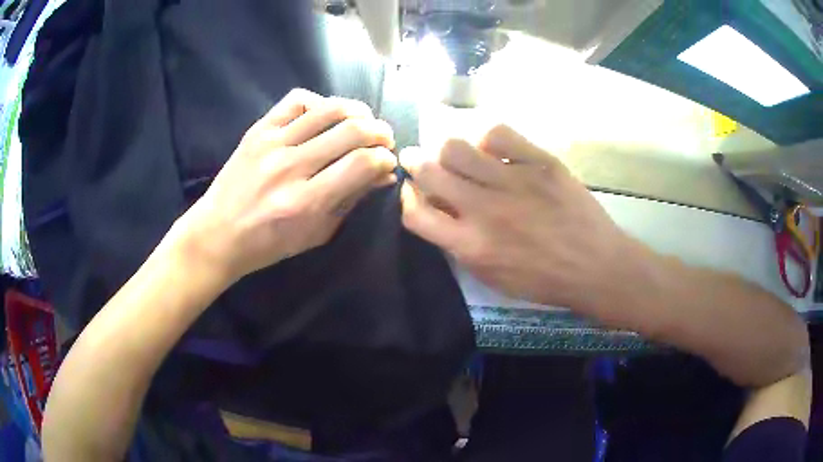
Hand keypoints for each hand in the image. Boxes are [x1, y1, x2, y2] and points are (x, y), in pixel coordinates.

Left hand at [178, 89, 396, 281]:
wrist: (217, 234)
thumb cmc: (268, 244)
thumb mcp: (316, 234)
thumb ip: (351, 200)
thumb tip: (384, 174)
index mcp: (305, 202)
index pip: (362, 163)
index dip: (385, 158)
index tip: (387, 162)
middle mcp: (290, 167)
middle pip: (351, 131)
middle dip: (380, 132)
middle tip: (384, 140)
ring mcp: (271, 143)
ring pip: (328, 109)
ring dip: (358, 111)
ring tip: (364, 121)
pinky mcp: (258, 130)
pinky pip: (296, 101)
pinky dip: (319, 103)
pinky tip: (325, 116)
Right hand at [399, 125, 634, 312]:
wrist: (596, 266)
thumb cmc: (544, 280)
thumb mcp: (494, 278)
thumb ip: (461, 247)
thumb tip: (441, 214)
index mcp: (471, 245)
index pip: (416, 214)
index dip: (406, 198)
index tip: (412, 190)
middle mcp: (484, 209)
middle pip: (430, 172)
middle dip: (415, 162)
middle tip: (417, 158)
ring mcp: (513, 181)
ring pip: (456, 147)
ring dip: (448, 149)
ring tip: (458, 154)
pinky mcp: (540, 163)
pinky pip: (499, 135)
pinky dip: (488, 139)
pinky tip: (493, 149)